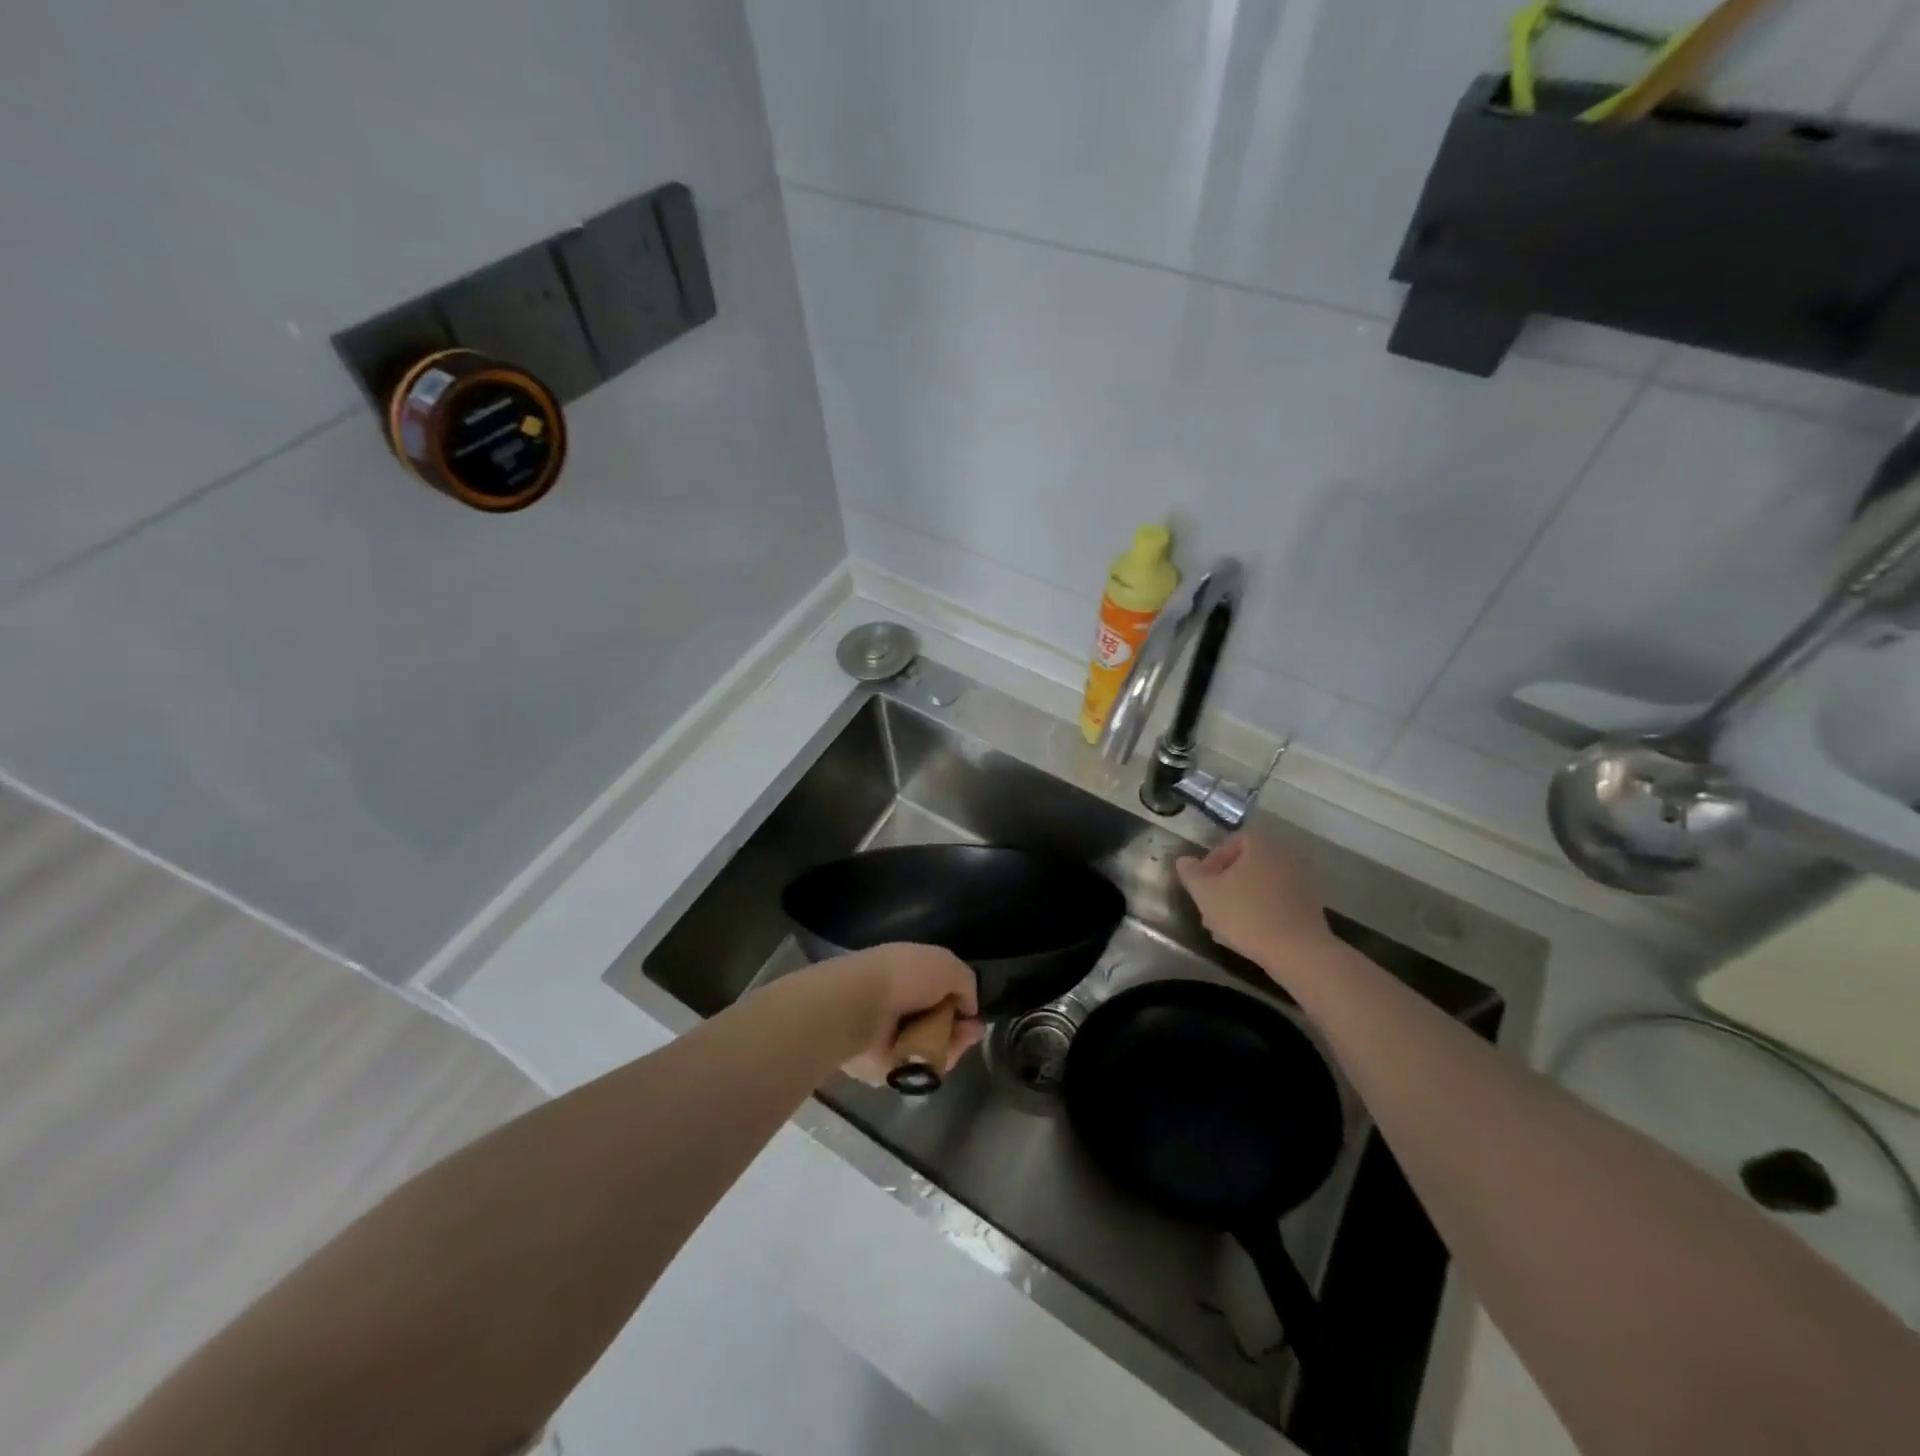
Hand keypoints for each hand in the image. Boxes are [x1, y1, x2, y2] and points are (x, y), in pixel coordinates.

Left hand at [797, 943, 984, 1086]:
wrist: (861, 1006)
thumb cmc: (904, 976)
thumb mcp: (946, 964)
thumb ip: (965, 983)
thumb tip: (969, 1009)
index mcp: (908, 975)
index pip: (941, 992)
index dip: (961, 1002)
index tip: (974, 1012)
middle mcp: (901, 1005)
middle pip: (940, 1023)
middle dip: (960, 1028)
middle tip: (972, 1032)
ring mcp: (892, 1037)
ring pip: (933, 1047)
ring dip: (951, 1046)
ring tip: (957, 1041)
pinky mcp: (886, 1067)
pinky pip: (920, 1068)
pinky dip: (933, 1062)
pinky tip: (938, 1054)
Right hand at [1175, 833, 1337, 972]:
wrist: (1297, 951)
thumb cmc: (1246, 914)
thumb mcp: (1205, 893)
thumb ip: (1191, 873)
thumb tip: (1184, 860)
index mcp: (1261, 846)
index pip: (1233, 841)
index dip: (1213, 859)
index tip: (1202, 881)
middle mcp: (1284, 857)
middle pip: (1247, 864)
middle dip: (1225, 883)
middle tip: (1210, 905)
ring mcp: (1301, 882)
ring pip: (1260, 886)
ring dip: (1241, 899)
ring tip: (1224, 925)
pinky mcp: (1310, 907)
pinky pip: (1276, 902)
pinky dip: (1261, 912)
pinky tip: (1248, 934)